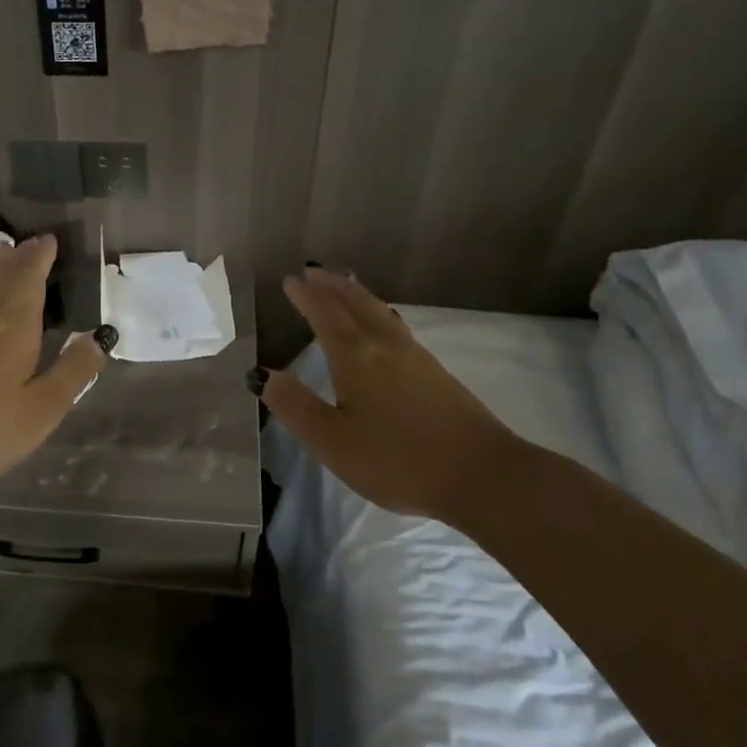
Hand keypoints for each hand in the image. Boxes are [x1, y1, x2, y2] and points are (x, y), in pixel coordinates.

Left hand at [0, 234, 111, 483]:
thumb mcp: (43, 407)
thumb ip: (73, 371)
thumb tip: (99, 337)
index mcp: (15, 327)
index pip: (30, 282)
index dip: (39, 260)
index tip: (49, 239)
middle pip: (3, 281)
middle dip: (19, 260)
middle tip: (29, 241)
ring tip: (6, 256)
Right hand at [253, 267, 535, 519]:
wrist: (482, 475)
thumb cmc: (397, 460)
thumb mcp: (331, 441)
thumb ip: (296, 406)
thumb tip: (263, 375)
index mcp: (356, 357)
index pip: (325, 315)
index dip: (307, 297)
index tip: (290, 280)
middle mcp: (385, 347)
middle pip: (356, 303)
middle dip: (332, 285)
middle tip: (313, 271)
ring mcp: (416, 358)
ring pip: (380, 312)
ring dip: (357, 295)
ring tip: (345, 286)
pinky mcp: (437, 374)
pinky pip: (396, 327)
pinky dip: (378, 313)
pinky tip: (383, 327)